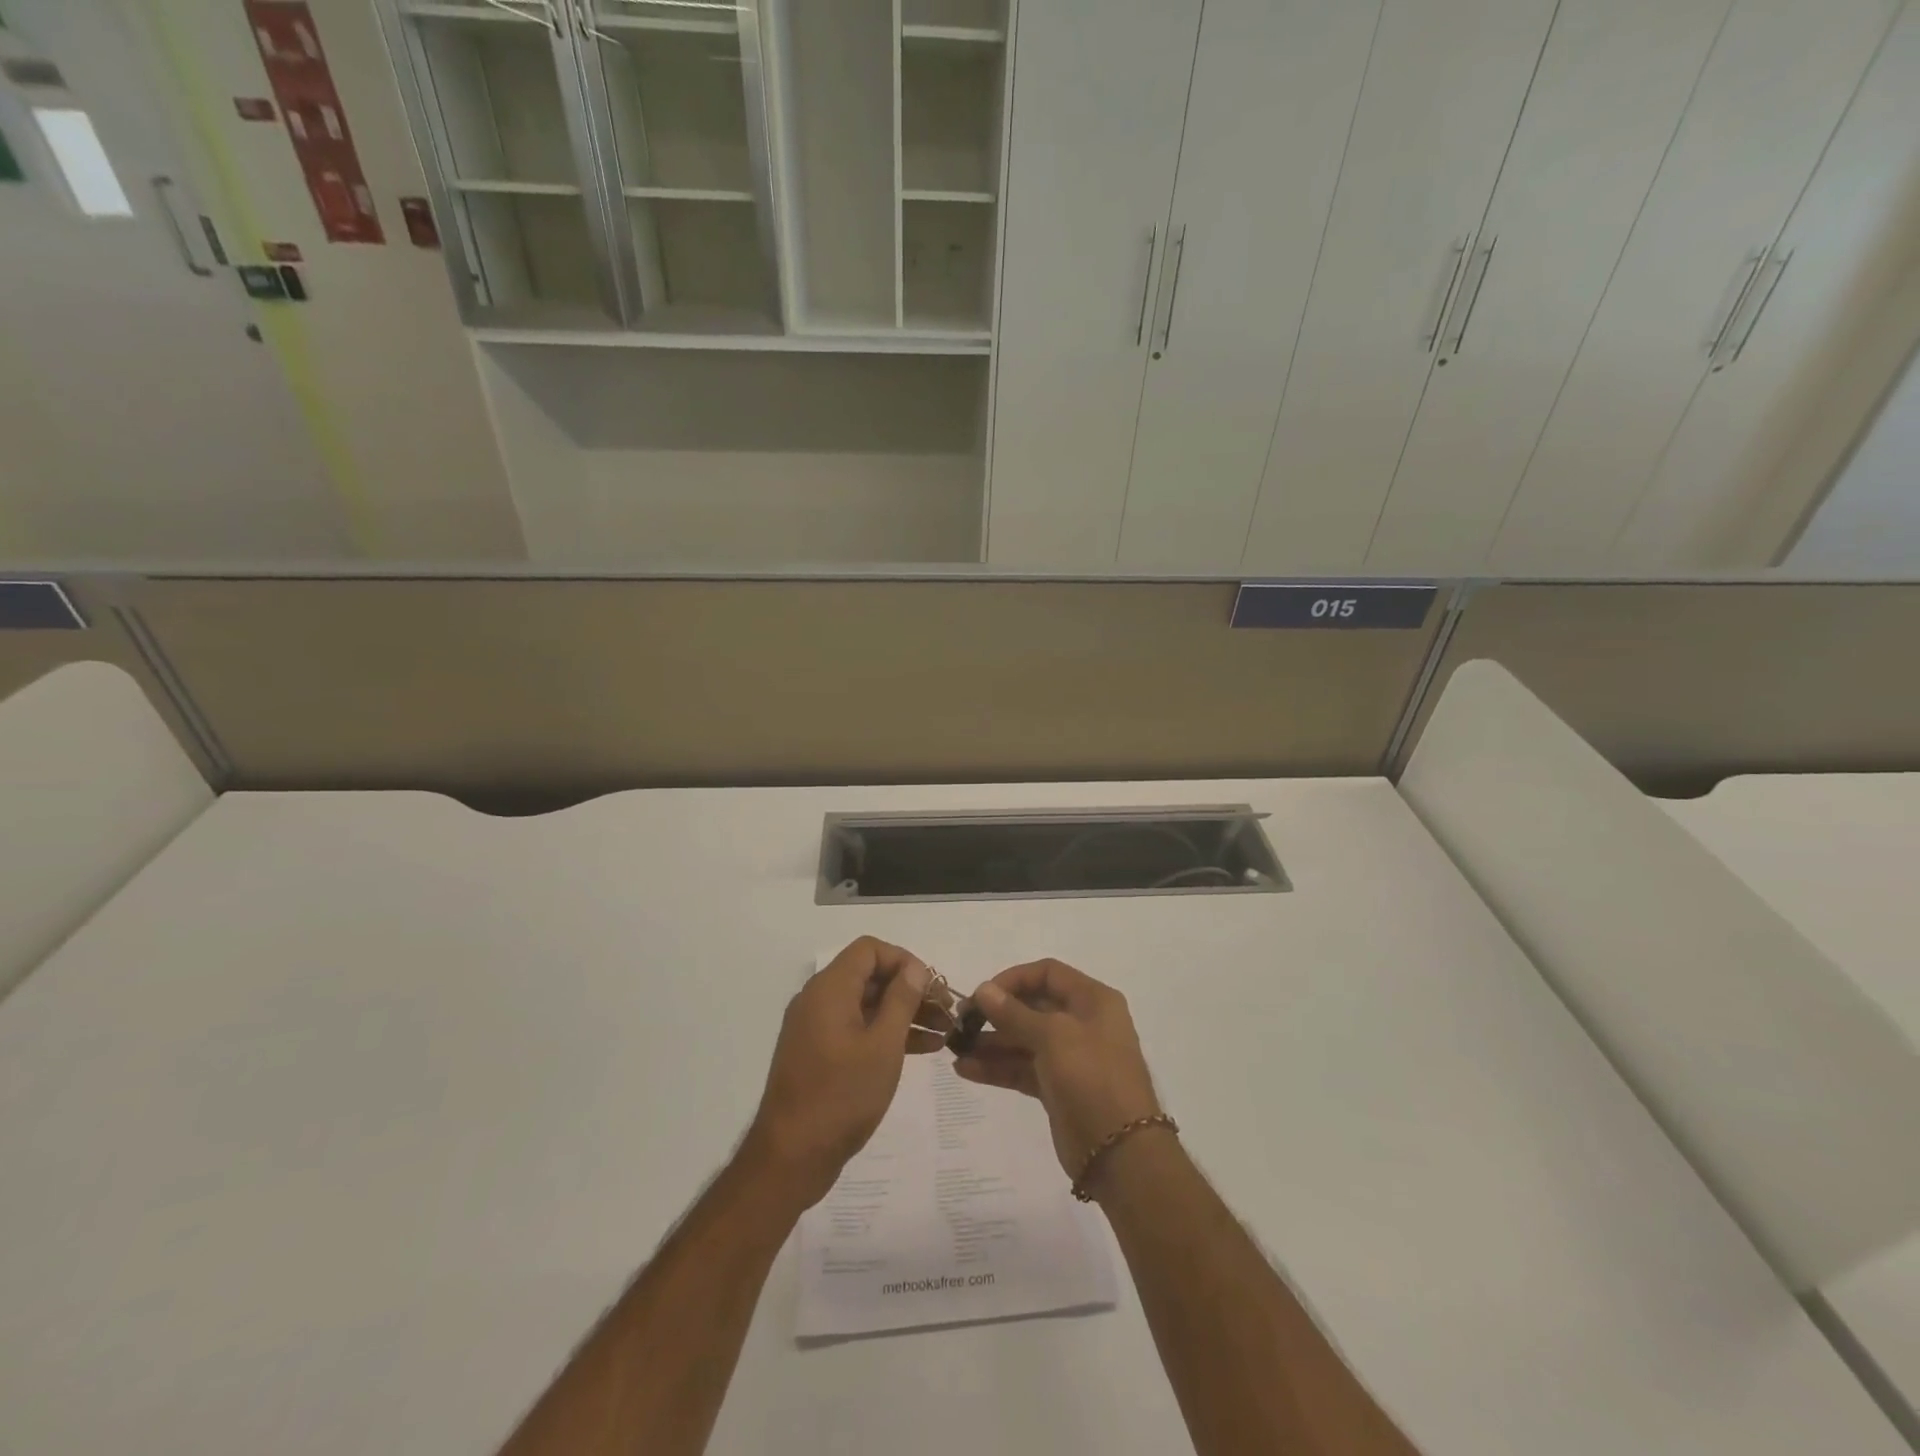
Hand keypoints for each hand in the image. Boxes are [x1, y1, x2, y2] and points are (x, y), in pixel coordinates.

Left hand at [745, 938, 939, 1208]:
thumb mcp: (883, 1045)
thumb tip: (914, 968)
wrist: (791, 1157)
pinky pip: (857, 1029)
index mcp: (829, 989)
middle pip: (870, 977)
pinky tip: (922, 1049)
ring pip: (867, 1005)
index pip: (869, 950)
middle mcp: (818, 1000)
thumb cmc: (841, 1096)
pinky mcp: (819, 1054)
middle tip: (947, 1011)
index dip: (904, 961)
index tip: (932, 986)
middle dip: (910, 990)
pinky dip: (886, 1034)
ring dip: (904, 1014)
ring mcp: (816, 1028)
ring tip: (944, 1033)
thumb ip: (901, 1000)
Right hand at [955, 959, 1161, 1190]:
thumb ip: (1014, 1013)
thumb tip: (983, 989)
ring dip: (991, 1042)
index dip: (1014, 979)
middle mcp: (1082, 1023)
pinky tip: (965, 1069)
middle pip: (1033, 1006)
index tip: (983, 994)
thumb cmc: (1092, 1078)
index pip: (1048, 973)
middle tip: (961, 1022)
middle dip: (996, 1012)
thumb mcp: (1053, 1037)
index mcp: (1092, 1000)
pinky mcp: (1056, 1088)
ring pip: (1024, 1040)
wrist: (1120, 1153)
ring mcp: (1069, 1057)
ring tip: (955, 1047)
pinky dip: (997, 1067)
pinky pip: (1022, 1068)